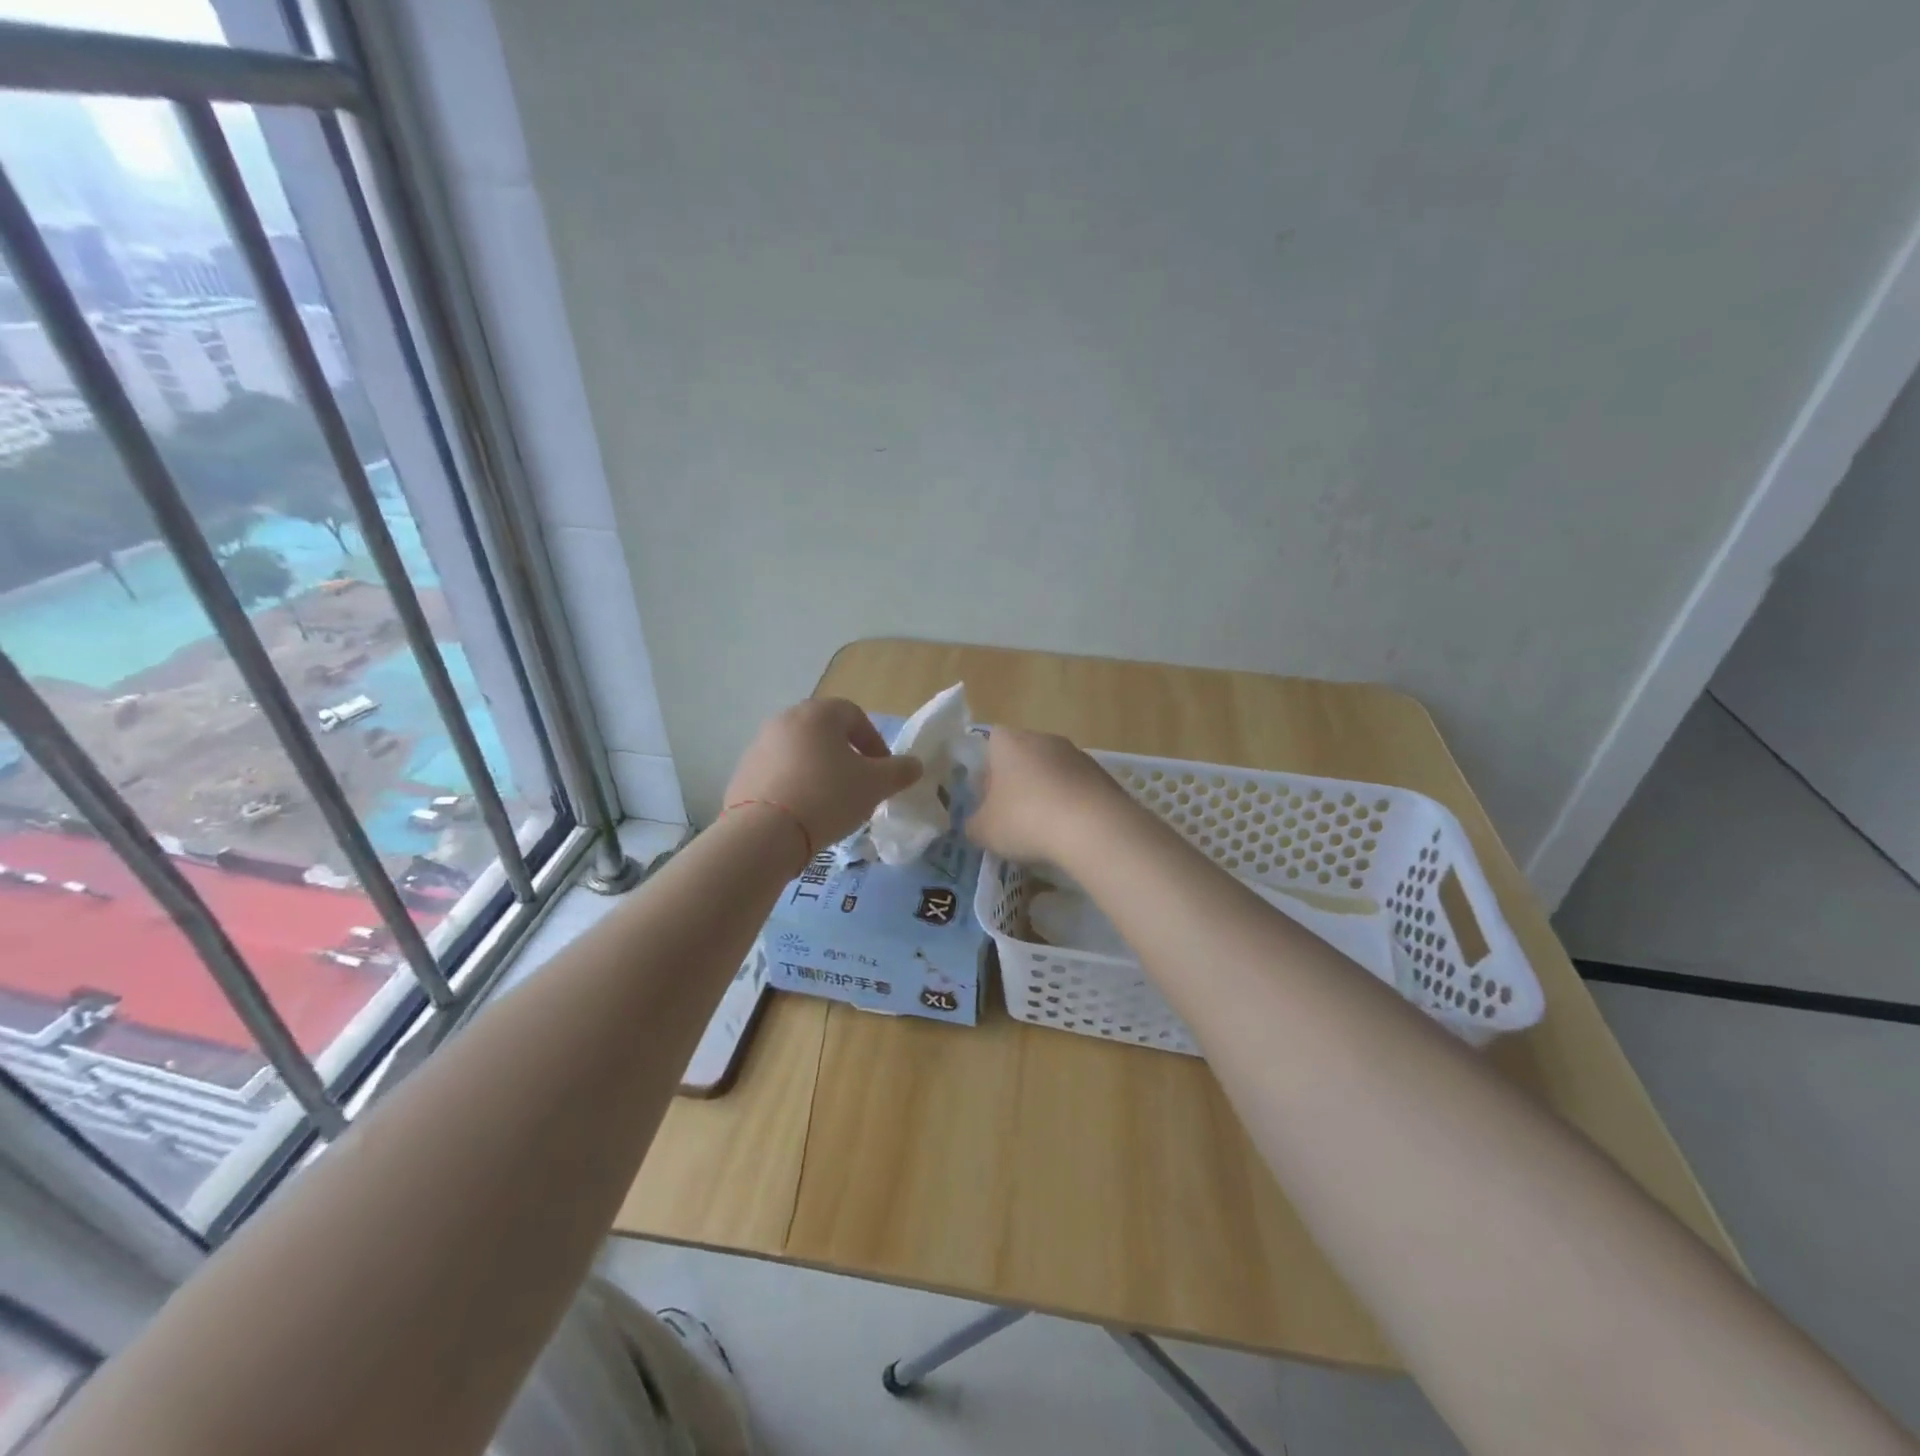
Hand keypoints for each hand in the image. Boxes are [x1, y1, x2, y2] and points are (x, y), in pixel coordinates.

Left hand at [725, 698, 922, 852]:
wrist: (764, 833)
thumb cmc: (827, 797)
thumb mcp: (875, 785)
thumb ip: (900, 771)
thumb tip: (915, 765)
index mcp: (818, 714)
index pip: (855, 715)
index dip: (874, 742)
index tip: (882, 771)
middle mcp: (785, 720)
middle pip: (825, 732)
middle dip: (846, 756)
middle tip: (859, 785)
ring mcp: (759, 745)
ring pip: (800, 752)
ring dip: (819, 770)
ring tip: (830, 802)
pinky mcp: (742, 772)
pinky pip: (778, 773)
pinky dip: (795, 785)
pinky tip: (803, 813)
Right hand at [964, 725, 1131, 864]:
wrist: (1093, 828)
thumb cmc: (1026, 819)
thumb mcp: (984, 831)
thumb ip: (973, 824)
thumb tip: (976, 824)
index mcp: (1008, 742)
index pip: (991, 745)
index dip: (988, 773)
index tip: (989, 800)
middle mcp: (1043, 738)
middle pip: (1023, 757)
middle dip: (1018, 784)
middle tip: (1014, 817)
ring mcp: (1076, 754)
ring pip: (1052, 772)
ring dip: (1047, 794)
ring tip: (1046, 829)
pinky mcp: (1102, 774)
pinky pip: (1077, 788)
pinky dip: (1072, 805)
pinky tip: (1071, 831)